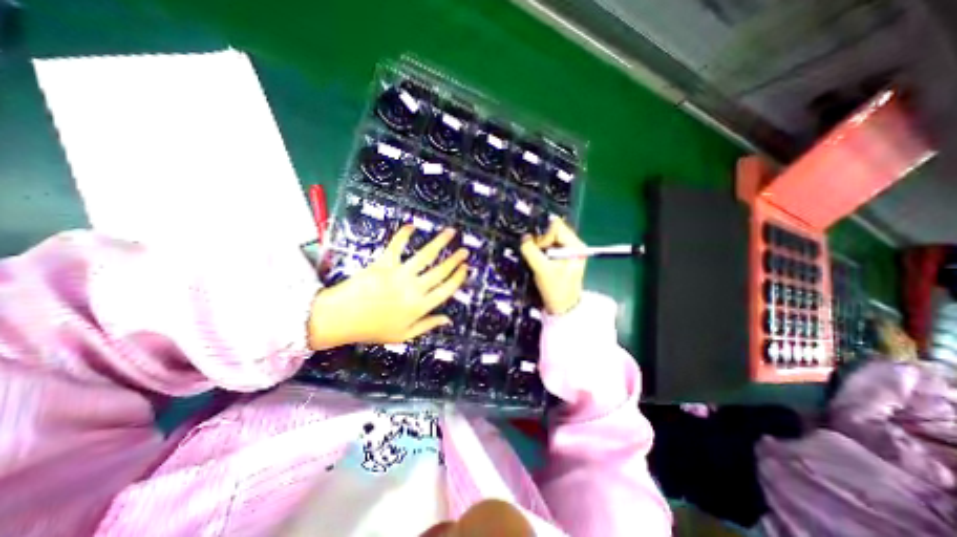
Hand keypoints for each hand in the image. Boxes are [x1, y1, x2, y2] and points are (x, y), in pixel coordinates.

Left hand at [309, 225, 470, 347]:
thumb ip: (427, 325)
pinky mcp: (384, 263)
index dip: (458, 278)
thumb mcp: (403, 335)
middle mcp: (414, 289)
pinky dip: (404, 234)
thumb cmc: (371, 329)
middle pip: (440, 271)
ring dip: (440, 242)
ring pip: (425, 255)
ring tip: (450, 232)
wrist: (340, 318)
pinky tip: (411, 225)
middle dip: (455, 259)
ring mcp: (399, 274)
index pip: (446, 290)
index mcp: (420, 306)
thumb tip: (447, 320)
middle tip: (464, 250)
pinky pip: (396, 245)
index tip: (466, 268)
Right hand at [520, 221, 587, 315]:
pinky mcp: (562, 255)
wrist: (562, 307)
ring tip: (539, 259)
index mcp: (575, 246)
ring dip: (541, 246)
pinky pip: (549, 245)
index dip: (544, 235)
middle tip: (537, 254)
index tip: (538, 249)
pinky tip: (540, 260)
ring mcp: (569, 250)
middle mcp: (574, 244)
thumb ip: (531, 251)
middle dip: (541, 241)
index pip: (556, 227)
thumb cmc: (556, 290)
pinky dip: (542, 250)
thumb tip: (524, 238)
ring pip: (550, 238)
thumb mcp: (542, 270)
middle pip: (553, 230)